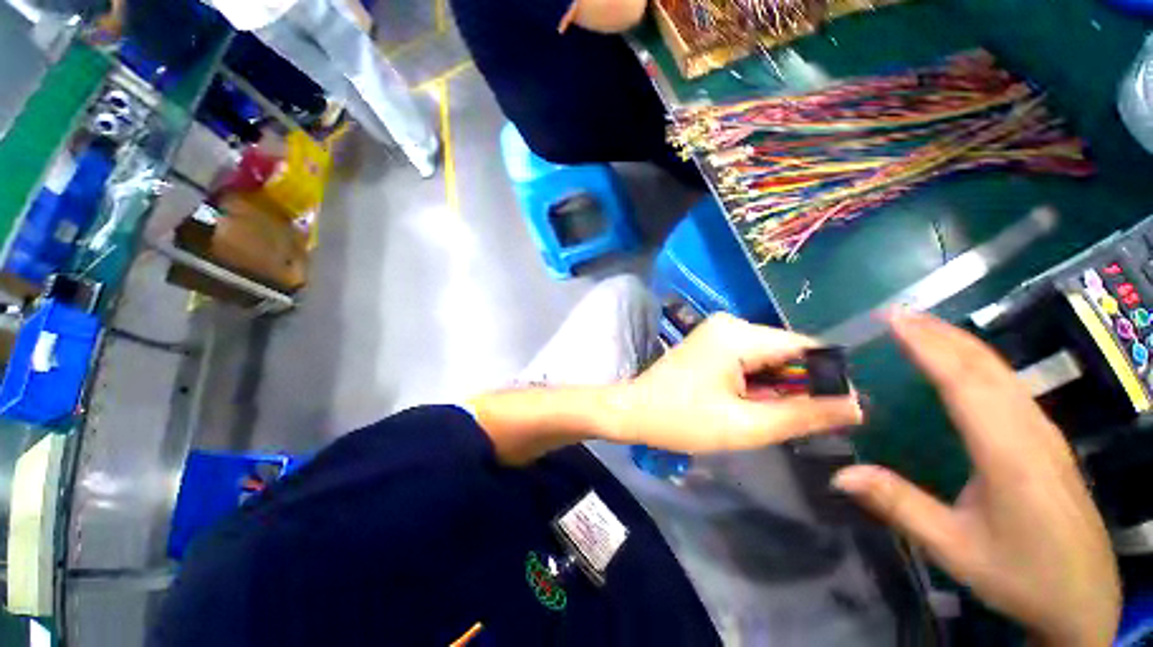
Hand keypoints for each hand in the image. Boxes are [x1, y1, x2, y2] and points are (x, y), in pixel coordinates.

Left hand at [606, 312, 862, 452]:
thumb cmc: (682, 419)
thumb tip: (856, 407)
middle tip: (805, 423)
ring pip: (770, 357)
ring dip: (779, 386)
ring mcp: (719, 330)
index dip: (831, 378)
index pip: (806, 347)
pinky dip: (759, 381)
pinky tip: (752, 404)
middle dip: (801, 386)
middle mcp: (731, 323)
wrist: (633, 410)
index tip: (844, 412)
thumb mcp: (745, 425)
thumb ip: (803, 415)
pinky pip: (750, 358)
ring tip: (773, 417)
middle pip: (788, 351)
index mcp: (738, 334)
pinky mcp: (712, 342)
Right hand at [831, 311, 1119, 645]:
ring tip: (922, 326)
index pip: (964, 383)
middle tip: (898, 312)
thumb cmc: (1019, 574)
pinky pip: (1010, 386)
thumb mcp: (954, 548)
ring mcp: (1044, 433)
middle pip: (985, 367)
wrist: (1083, 598)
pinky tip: (963, 361)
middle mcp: (1030, 431)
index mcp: (1007, 454)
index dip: (928, 346)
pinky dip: (979, 361)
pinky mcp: (1047, 440)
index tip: (895, 319)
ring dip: (960, 342)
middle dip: (941, 333)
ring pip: (1002, 372)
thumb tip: (840, 473)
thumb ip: (900, 506)